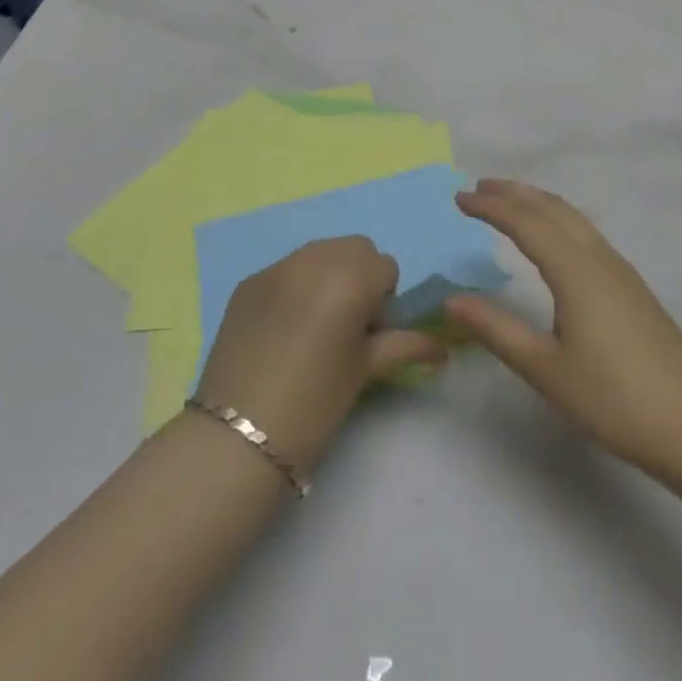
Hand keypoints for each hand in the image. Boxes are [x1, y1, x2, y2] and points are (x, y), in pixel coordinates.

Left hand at [195, 237, 447, 473]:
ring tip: (315, 325)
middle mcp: (314, 258)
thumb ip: (406, 345)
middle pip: (354, 248)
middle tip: (347, 326)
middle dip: (359, 277)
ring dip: (328, 276)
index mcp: (351, 276)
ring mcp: (276, 267)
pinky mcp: (248, 281)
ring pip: (319, 252)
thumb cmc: (316, 401)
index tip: (370, 334)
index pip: (385, 265)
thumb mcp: (366, 370)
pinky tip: (283, 330)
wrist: (238, 432)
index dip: (384, 299)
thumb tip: (442, 349)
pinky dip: (295, 287)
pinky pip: (286, 269)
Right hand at [445, 179, 681, 477]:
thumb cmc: (613, 399)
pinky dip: (560, 221)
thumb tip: (451, 300)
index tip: (459, 198)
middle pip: (553, 209)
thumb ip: (496, 330)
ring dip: (539, 203)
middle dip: (515, 193)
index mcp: (575, 271)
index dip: (491, 208)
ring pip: (574, 219)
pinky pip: (587, 235)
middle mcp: (598, 258)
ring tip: (511, 202)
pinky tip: (555, 240)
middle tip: (480, 188)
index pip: (525, 223)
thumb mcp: (545, 369)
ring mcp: (621, 270)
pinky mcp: (633, 287)